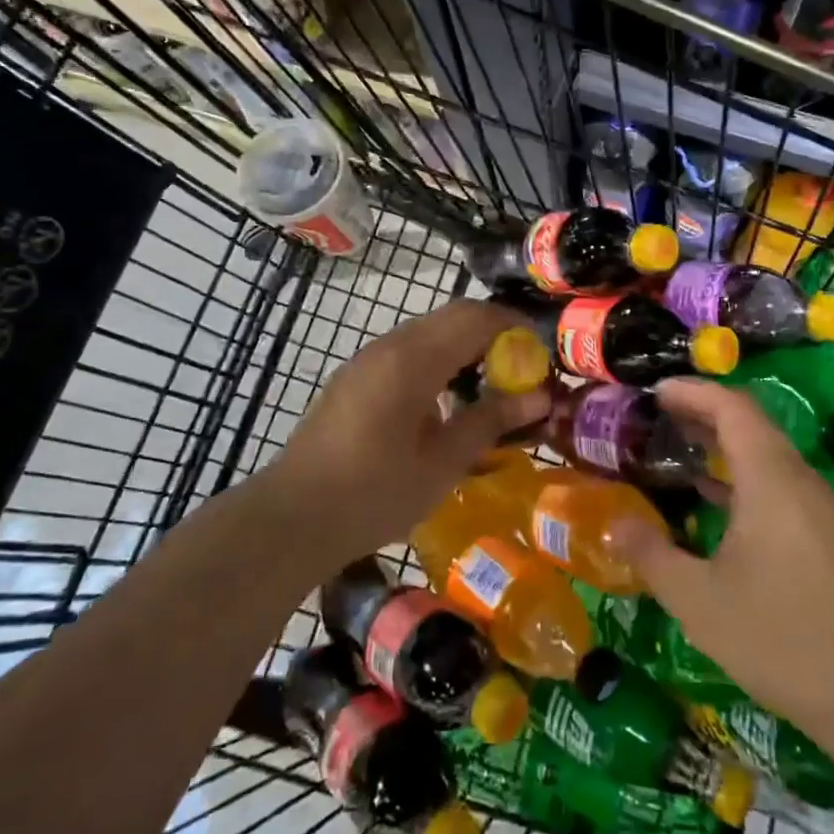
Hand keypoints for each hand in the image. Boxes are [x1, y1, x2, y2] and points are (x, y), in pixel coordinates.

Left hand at [262, 299, 551, 564]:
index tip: (540, 354)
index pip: (475, 318)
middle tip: (520, 372)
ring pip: (429, 331)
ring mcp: (367, 358)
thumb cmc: (374, 494)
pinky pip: (408, 350)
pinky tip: (443, 404)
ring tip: (487, 389)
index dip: (513, 327)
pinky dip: (438, 360)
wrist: (292, 517)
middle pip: (452, 317)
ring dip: (464, 347)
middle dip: (493, 335)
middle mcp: (389, 345)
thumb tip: (541, 398)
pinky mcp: (355, 376)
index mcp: (413, 360)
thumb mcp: (442, 463)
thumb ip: (491, 422)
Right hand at [616, 379, 833, 739]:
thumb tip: (615, 524)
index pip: (732, 408)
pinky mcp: (822, 529)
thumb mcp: (697, 600)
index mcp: (770, 480)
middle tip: (656, 413)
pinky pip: (775, 477)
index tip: (654, 391)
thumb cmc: (777, 637)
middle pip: (750, 422)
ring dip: (721, 439)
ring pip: (765, 450)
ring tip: (677, 442)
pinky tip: (711, 493)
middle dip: (702, 410)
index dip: (693, 392)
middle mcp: (798, 479)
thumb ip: (651, 555)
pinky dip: (740, 469)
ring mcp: (815, 505)